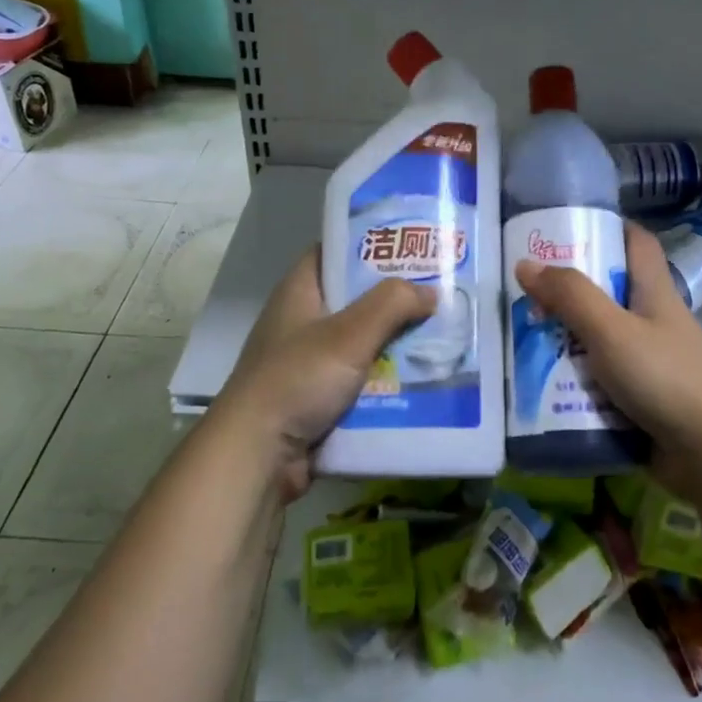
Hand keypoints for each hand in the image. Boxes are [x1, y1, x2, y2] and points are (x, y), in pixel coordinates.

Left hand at [210, 247, 436, 497]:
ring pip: (363, 343)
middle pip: (355, 300)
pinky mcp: (319, 400)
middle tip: (440, 293)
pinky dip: (388, 380)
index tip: (410, 245)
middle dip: (396, 299)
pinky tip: (424, 378)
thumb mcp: (348, 334)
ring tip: (444, 335)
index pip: (333, 253)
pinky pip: (362, 381)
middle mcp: (303, 322)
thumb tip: (430, 292)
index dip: (368, 245)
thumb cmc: (297, 379)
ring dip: (397, 344)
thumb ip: (391, 305)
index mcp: (299, 293)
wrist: (257, 456)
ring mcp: (310, 363)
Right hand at [515, 223, 701, 491]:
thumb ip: (570, 297)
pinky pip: (601, 383)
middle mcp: (654, 323)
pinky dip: (575, 383)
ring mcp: (650, 364)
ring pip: (600, 342)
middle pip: (609, 295)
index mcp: (654, 294)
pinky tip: (543, 390)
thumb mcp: (612, 331)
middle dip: (567, 295)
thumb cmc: (665, 379)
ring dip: (565, 344)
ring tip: (522, 345)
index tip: (568, 228)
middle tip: (525, 297)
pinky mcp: (643, 401)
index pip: (637, 243)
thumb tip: (526, 264)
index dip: (608, 227)